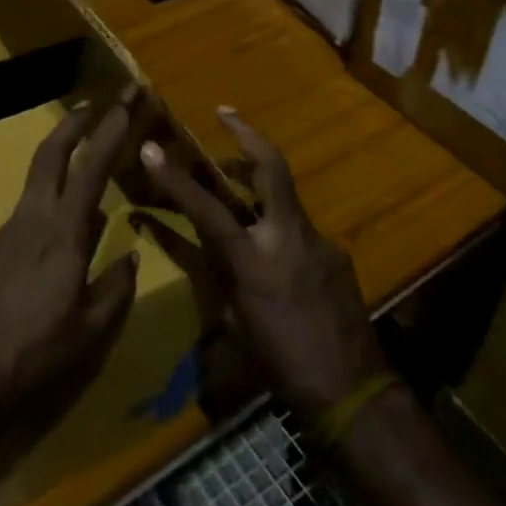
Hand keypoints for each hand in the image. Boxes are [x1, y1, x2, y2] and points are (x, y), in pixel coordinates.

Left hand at [0, 88, 143, 434]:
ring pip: (35, 184)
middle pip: (50, 154)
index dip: (110, 131)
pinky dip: (42, 215)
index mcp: (64, 233)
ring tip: (83, 183)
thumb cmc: (35, 356)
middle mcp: (32, 219)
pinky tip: (48, 251)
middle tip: (92, 103)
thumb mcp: (90, 332)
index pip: (92, 168)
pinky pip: (21, 220)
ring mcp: (3, 232)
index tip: (125, 102)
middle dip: (73, 123)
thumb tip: (131, 255)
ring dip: (58, 166)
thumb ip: (115, 288)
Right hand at [135, 108, 384, 421]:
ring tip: (237, 177)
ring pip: (285, 196)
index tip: (151, 149)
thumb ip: (225, 278)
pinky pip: (300, 229)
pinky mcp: (336, 253)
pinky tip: (275, 251)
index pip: (207, 209)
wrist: (354, 393)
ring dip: (259, 179)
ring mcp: (317, 241)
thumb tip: (217, 253)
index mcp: (254, 260)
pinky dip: (280, 226)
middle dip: (247, 135)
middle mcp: (287, 238)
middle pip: (271, 168)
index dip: (176, 178)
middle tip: (226, 113)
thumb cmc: (284, 366)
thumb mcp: (238, 324)